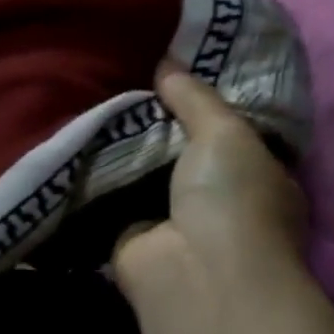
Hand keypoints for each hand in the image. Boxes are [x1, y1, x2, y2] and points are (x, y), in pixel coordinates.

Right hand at [113, 66, 306, 298]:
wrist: (194, 271)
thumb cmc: (232, 198)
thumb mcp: (225, 132)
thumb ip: (196, 97)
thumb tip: (167, 62)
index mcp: (258, 176)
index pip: (231, 132)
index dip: (204, 104)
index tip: (172, 72)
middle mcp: (219, 202)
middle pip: (183, 152)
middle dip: (157, 124)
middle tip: (121, 82)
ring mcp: (174, 222)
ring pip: (146, 174)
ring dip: (124, 150)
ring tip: (91, 102)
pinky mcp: (132, 237)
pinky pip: (112, 197)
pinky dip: (97, 178)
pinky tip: (75, 143)